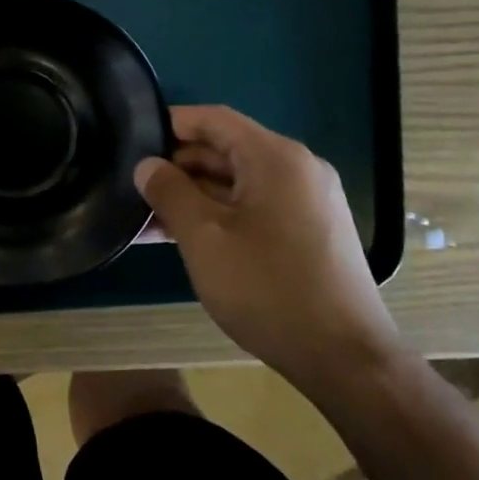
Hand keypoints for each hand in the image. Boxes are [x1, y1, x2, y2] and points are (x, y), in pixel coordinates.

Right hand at [136, 106, 403, 395]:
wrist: (347, 360)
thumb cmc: (268, 288)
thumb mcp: (203, 237)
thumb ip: (169, 192)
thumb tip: (147, 165)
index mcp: (275, 157)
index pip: (213, 119)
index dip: (170, 124)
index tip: (131, 140)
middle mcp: (297, 169)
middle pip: (225, 150)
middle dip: (177, 167)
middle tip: (133, 188)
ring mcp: (307, 202)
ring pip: (237, 184)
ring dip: (193, 197)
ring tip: (146, 220)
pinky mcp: (309, 233)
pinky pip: (254, 208)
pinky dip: (219, 216)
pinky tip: (183, 238)